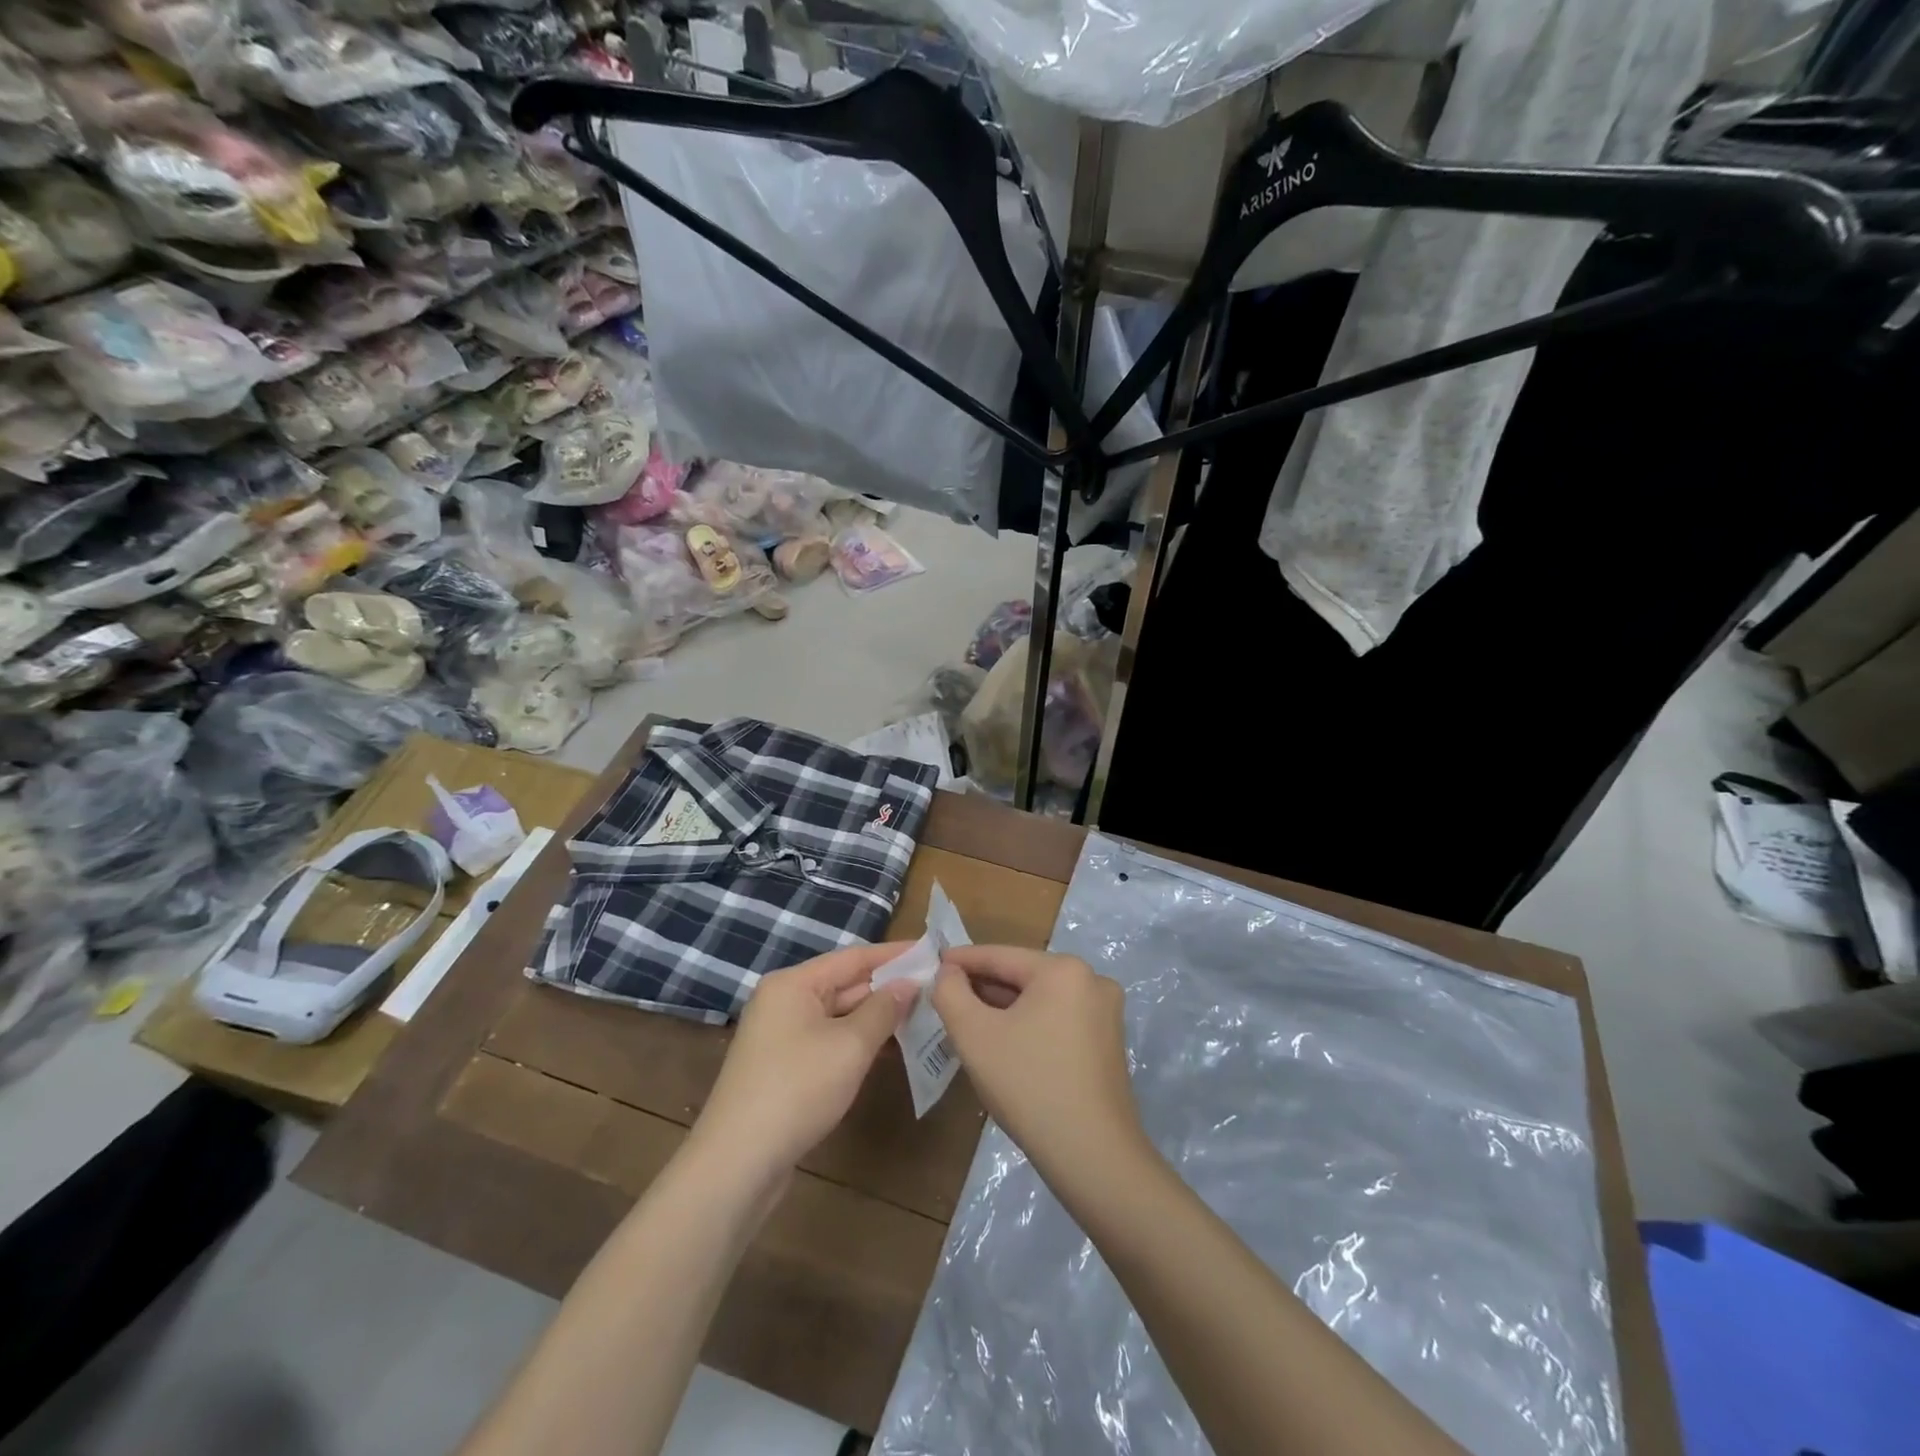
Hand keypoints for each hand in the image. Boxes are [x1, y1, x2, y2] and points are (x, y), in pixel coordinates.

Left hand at [689, 943, 917, 1186]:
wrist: (738, 1163)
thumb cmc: (798, 1089)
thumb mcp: (850, 1046)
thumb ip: (883, 1009)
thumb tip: (908, 984)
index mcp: (793, 984)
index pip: (853, 958)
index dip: (894, 955)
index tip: (930, 951)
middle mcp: (784, 1001)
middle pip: (844, 985)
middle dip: (888, 988)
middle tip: (934, 988)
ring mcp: (781, 1036)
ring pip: (838, 1016)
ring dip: (876, 1017)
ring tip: (921, 1016)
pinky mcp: (784, 1067)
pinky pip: (829, 1041)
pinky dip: (858, 1042)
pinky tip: (889, 1050)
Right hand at [933, 946, 1150, 1193]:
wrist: (1093, 1157)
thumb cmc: (1029, 1086)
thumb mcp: (974, 1036)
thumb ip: (951, 993)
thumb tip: (948, 972)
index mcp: (1064, 970)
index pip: (1001, 956)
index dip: (962, 960)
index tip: (932, 964)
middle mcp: (1092, 980)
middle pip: (1023, 976)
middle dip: (983, 987)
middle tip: (946, 997)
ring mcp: (1105, 1013)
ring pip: (1040, 1000)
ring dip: (1004, 1008)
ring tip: (968, 1020)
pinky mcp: (1108, 1043)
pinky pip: (1057, 1020)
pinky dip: (1028, 1025)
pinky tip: (1004, 1044)